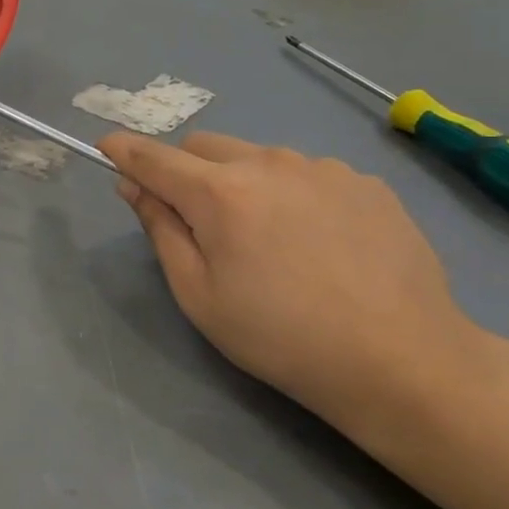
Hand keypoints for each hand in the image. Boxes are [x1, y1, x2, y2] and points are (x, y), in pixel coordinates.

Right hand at [99, 131, 484, 424]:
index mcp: (220, 192)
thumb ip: (160, 229)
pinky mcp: (365, 183)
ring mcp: (323, 168)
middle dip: (186, 172)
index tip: (107, 148)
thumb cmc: (281, 337)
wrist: (402, 361)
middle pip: (204, 147)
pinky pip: (307, 174)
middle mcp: (269, 163)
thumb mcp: (198, 294)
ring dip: (243, 183)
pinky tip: (319, 243)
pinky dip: (292, 194)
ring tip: (270, 241)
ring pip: (258, 158)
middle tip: (199, 222)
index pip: (154, 157)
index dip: (124, 150)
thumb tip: (134, 186)